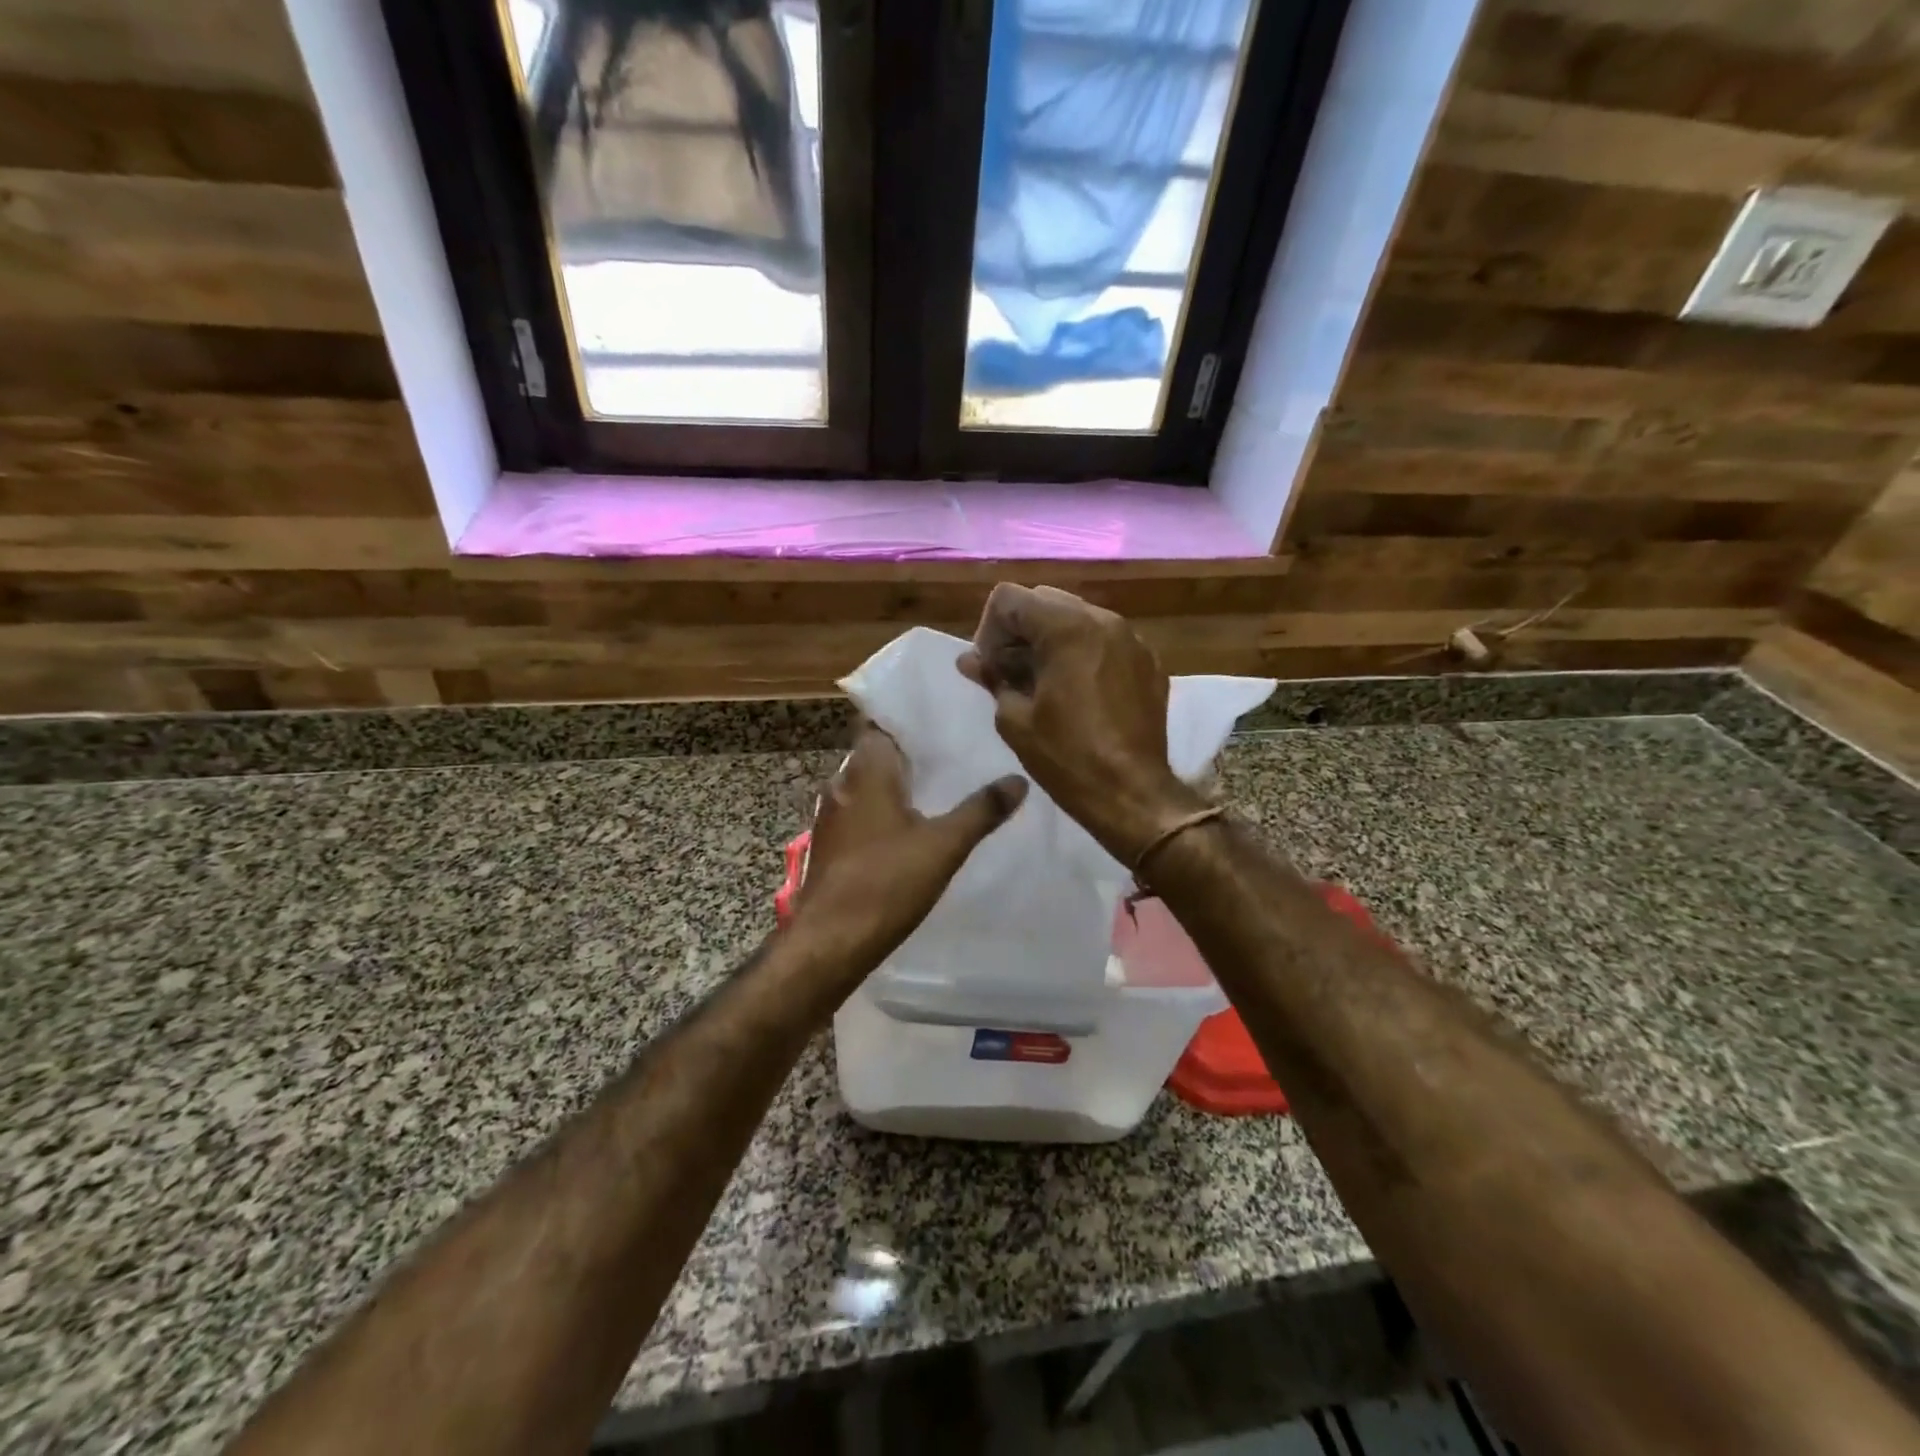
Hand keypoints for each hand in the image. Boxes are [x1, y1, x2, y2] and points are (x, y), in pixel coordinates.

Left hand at [791, 724, 1027, 970]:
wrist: (829, 942)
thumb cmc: (886, 883)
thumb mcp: (944, 846)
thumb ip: (981, 810)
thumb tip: (1019, 779)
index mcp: (866, 771)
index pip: (881, 724)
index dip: (908, 720)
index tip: (941, 718)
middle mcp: (842, 784)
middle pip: (875, 754)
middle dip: (908, 753)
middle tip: (949, 752)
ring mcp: (829, 816)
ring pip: (865, 786)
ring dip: (893, 785)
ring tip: (934, 787)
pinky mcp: (827, 844)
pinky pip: (857, 813)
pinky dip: (880, 812)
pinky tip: (905, 828)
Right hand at [959, 583, 1205, 862]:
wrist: (1132, 794)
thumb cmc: (1067, 758)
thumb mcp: (1015, 720)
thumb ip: (993, 678)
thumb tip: (970, 660)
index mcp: (1067, 627)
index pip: (1009, 599)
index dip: (989, 630)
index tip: (989, 667)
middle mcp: (1104, 620)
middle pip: (1045, 601)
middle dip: (1021, 631)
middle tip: (1010, 673)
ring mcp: (1132, 639)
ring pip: (1078, 618)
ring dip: (1053, 641)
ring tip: (1044, 683)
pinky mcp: (1150, 662)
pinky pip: (1107, 641)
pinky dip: (1085, 654)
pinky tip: (1079, 693)